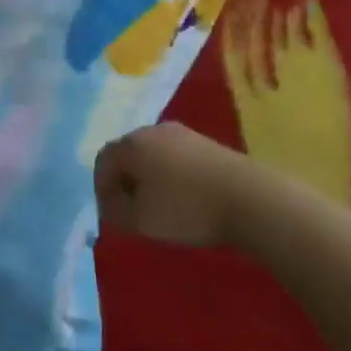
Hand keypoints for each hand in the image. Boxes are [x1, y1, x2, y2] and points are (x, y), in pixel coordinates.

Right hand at [94, 123, 260, 249]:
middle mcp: (154, 130)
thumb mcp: (139, 220)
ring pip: (154, 155)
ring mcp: (183, 134)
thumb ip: (115, 211)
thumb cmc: (185, 208)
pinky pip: (176, 158)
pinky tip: (184, 198)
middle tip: (132, 210)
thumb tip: (111, 203)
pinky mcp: (206, 143)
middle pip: (129, 154)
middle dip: (125, 182)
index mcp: (132, 143)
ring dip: (150, 179)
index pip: (104, 160)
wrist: (248, 198)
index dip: (102, 189)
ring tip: (160, 207)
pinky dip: (172, 177)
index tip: (111, 214)